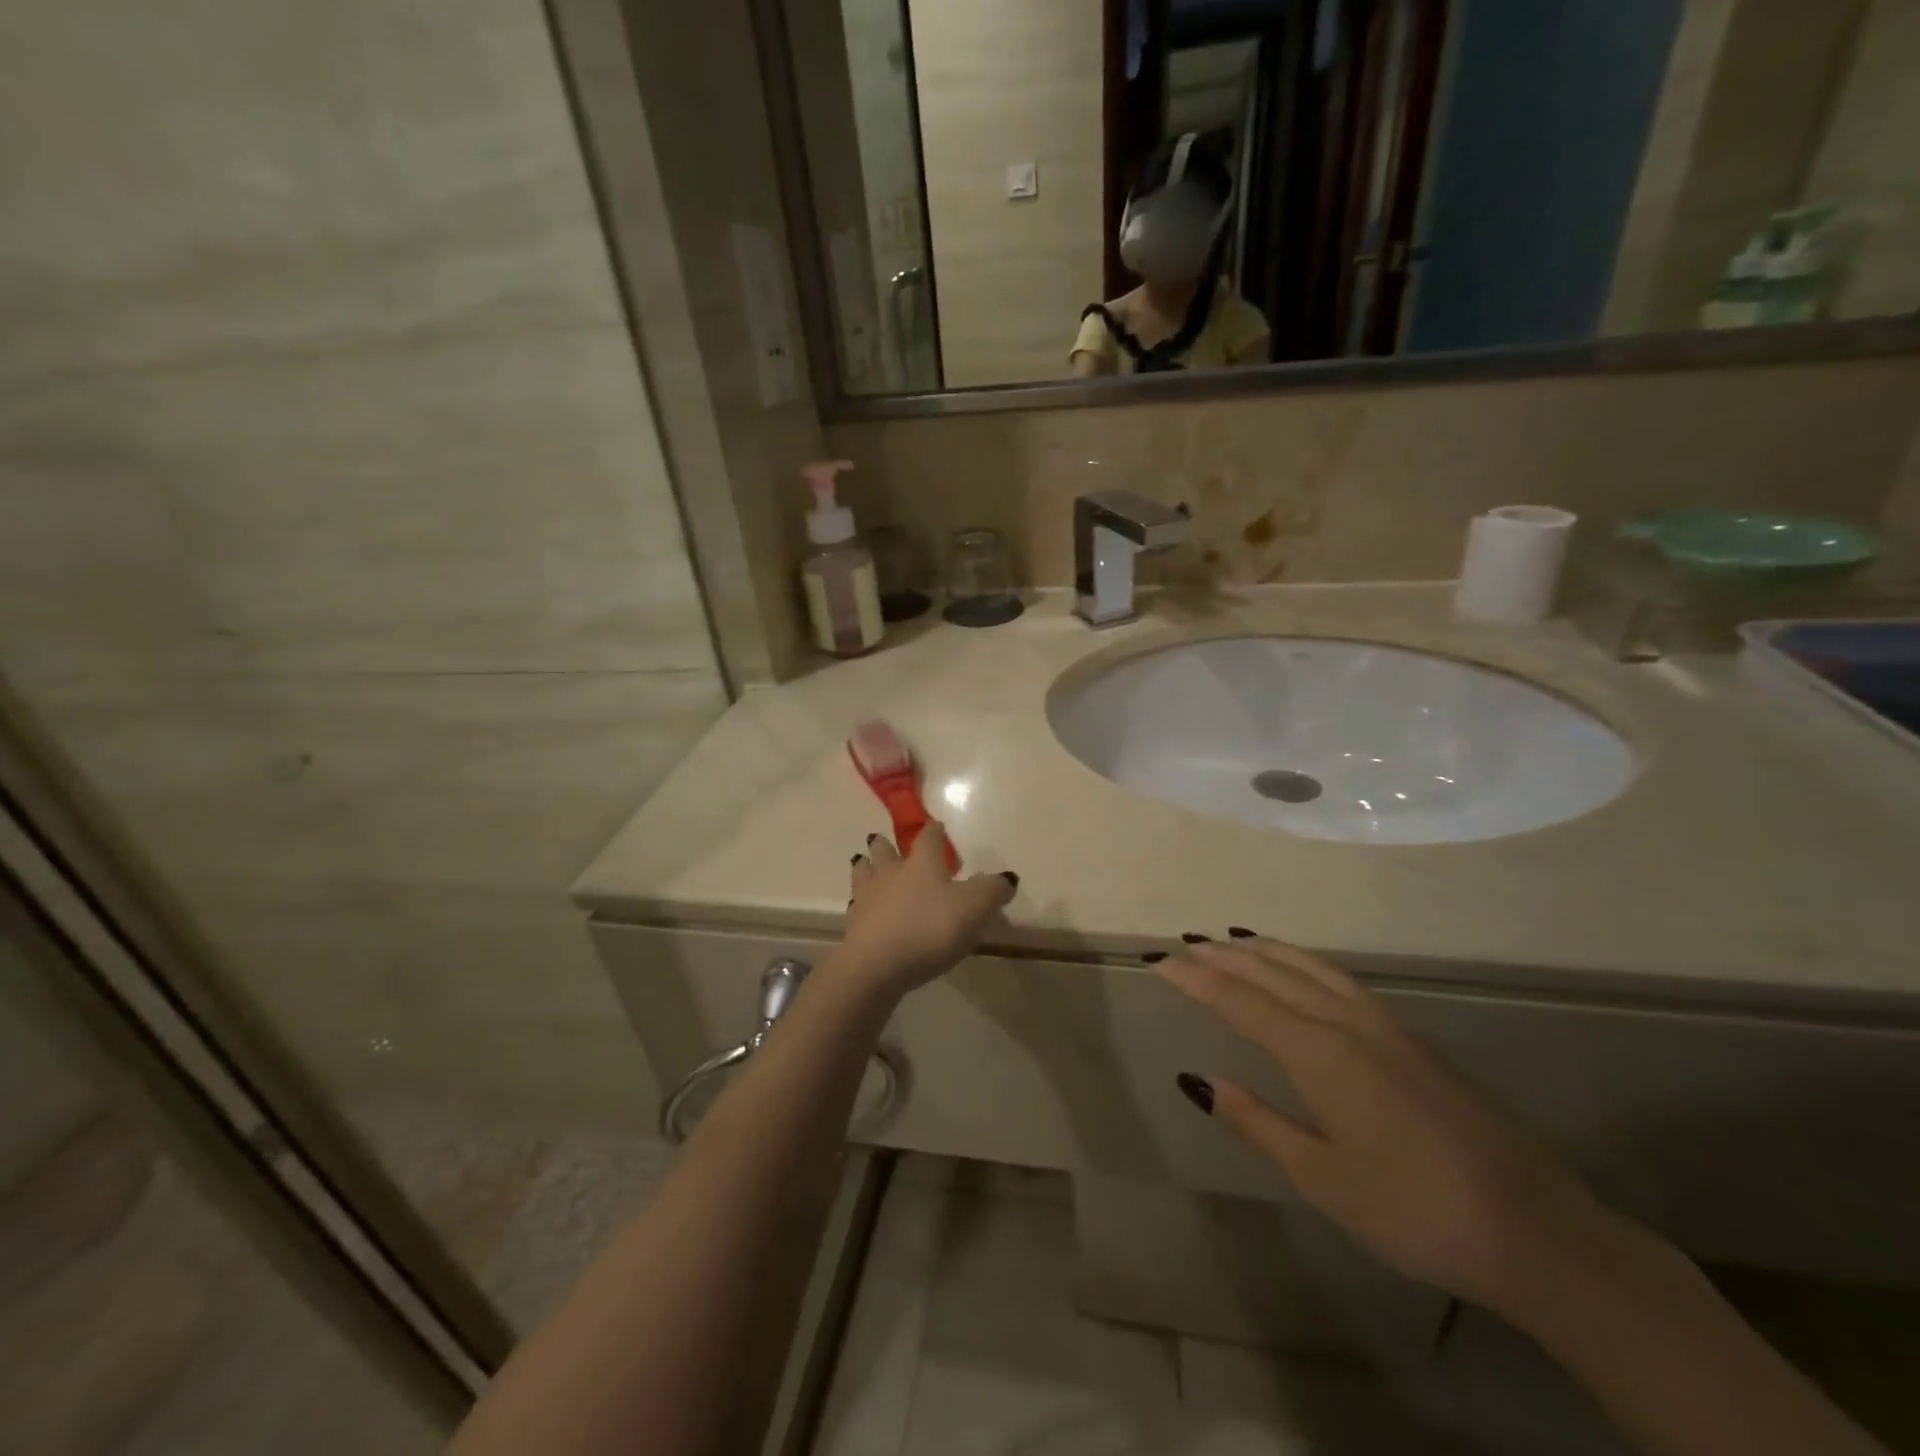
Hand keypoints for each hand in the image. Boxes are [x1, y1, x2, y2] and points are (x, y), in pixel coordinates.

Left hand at [833, 825, 1015, 997]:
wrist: (877, 965)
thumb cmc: (930, 928)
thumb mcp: (974, 908)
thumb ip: (992, 891)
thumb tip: (1007, 879)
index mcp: (922, 863)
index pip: (928, 838)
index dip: (935, 831)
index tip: (937, 827)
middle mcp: (891, 873)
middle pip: (884, 850)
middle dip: (886, 845)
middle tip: (886, 843)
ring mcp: (868, 898)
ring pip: (864, 873)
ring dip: (866, 868)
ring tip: (866, 866)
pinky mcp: (854, 926)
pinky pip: (857, 907)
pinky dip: (861, 905)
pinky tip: (864, 910)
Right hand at [1160, 935, 1609, 1317]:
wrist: (1536, 1229)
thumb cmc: (1415, 1211)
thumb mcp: (1322, 1179)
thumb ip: (1257, 1122)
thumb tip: (1198, 1079)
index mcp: (1319, 1053)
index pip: (1240, 1001)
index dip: (1195, 979)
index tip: (1158, 961)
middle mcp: (1346, 1022)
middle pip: (1271, 972)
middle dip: (1222, 956)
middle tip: (1182, 943)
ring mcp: (1382, 1024)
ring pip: (1308, 967)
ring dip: (1263, 950)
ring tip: (1229, 939)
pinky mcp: (1407, 1035)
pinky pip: (1337, 978)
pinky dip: (1302, 960)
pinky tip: (1298, 968)